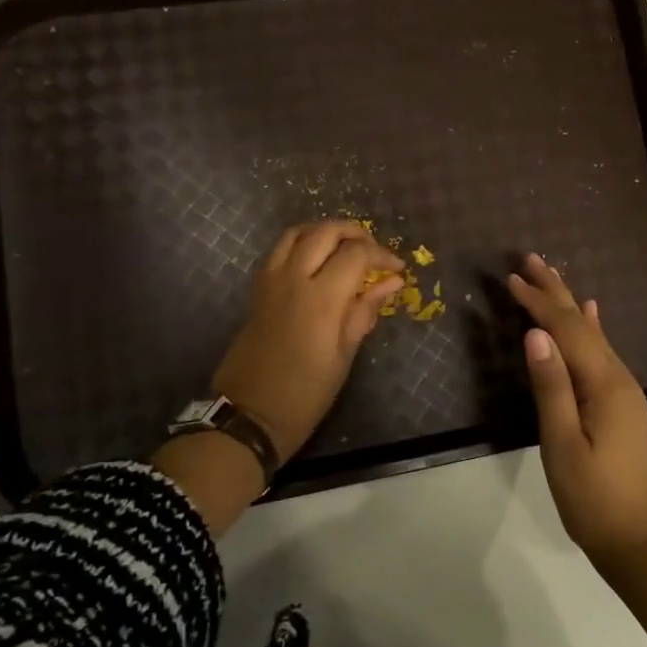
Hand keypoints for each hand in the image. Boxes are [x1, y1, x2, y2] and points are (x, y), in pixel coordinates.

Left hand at [213, 220, 406, 459]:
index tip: (397, 269)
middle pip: (326, 231)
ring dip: (325, 232)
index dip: (382, 255)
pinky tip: (316, 262)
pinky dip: (302, 243)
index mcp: (321, 298)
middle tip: (373, 253)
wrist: (249, 414)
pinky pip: (280, 249)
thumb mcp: (344, 355)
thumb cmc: (305, 393)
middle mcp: (294, 278)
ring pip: (298, 232)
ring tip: (345, 249)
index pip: (356, 253)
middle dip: (355, 233)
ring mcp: (272, 280)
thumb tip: (391, 281)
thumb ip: (365, 310)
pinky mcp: (259, 289)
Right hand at [507, 254, 646, 565]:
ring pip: (592, 334)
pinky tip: (592, 315)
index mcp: (602, 384)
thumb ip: (551, 387)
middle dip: (555, 291)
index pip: (565, 330)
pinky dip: (591, 328)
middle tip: (530, 259)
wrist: (644, 541)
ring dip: (569, 304)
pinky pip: (602, 351)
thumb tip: (535, 334)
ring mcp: (624, 390)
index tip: (510, 278)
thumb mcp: (563, 445)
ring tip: (551, 277)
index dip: (538, 302)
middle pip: (582, 323)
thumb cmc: (596, 499)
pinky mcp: (623, 404)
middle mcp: (617, 377)